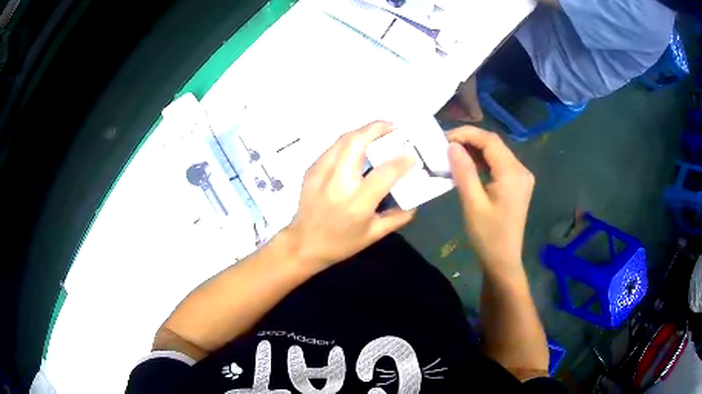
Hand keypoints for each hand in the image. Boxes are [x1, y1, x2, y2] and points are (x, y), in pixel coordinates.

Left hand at [285, 121, 415, 270]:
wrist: (303, 244)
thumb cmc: (340, 243)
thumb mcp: (373, 235)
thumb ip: (397, 217)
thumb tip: (414, 201)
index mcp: (357, 203)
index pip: (384, 173)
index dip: (402, 160)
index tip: (412, 155)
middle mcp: (338, 183)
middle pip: (357, 143)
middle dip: (377, 129)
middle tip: (393, 128)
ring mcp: (321, 173)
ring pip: (343, 140)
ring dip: (363, 131)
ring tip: (378, 132)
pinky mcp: (311, 170)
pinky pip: (333, 148)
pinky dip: (348, 142)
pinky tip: (358, 146)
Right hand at [447, 126, 533, 275]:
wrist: (503, 260)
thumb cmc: (488, 236)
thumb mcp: (473, 204)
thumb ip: (464, 172)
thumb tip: (452, 146)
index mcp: (512, 173)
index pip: (490, 141)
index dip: (466, 134)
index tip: (444, 138)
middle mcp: (521, 170)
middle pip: (494, 144)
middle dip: (470, 140)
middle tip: (445, 146)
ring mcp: (521, 177)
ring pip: (496, 152)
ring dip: (475, 150)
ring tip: (452, 154)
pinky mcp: (517, 184)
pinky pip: (499, 164)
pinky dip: (483, 161)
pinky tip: (468, 166)